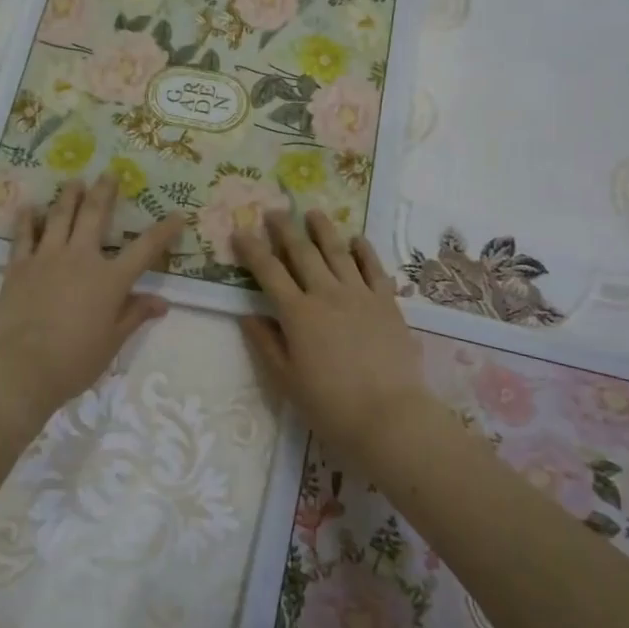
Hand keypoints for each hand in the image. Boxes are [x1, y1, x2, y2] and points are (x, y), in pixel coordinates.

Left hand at [0, 173, 183, 433]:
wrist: (20, 367)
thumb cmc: (74, 360)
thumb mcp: (113, 342)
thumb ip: (135, 315)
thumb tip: (162, 301)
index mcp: (110, 279)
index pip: (145, 248)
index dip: (164, 231)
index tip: (177, 215)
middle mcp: (81, 258)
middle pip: (95, 215)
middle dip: (105, 192)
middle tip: (110, 173)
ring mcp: (47, 258)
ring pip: (59, 216)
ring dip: (68, 196)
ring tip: (74, 181)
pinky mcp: (19, 266)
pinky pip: (24, 235)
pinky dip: (27, 219)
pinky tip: (30, 207)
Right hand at [234, 210, 431, 462]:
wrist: (388, 416)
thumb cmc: (329, 405)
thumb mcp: (286, 380)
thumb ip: (266, 343)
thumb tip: (247, 314)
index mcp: (297, 313)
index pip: (268, 272)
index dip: (252, 249)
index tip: (239, 231)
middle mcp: (326, 294)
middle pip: (302, 252)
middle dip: (284, 229)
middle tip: (274, 211)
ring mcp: (360, 294)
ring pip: (338, 252)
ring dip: (323, 230)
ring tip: (313, 212)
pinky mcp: (387, 302)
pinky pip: (373, 268)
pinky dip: (364, 250)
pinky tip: (357, 239)